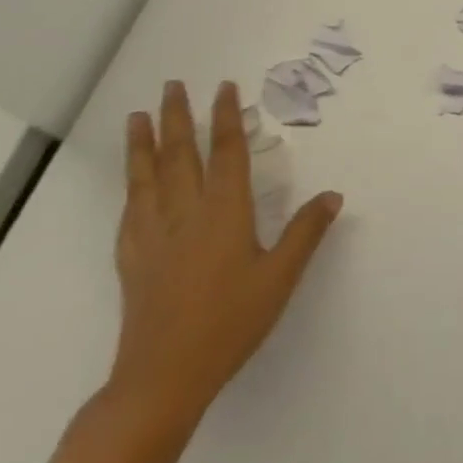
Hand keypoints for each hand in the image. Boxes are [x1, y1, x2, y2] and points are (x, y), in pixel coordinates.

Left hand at [109, 81, 342, 428]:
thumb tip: (332, 194)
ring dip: (143, 143)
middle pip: (179, 154)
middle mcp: (185, 213)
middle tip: (173, 85)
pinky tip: (131, 183)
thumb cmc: (230, 323)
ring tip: (137, 116)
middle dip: (176, 117)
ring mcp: (153, 235)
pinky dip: (130, 186)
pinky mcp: (132, 259)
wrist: (163, 377)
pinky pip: (130, 209)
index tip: (225, 88)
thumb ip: (305, 232)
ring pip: (147, 177)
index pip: (225, 153)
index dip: (225, 117)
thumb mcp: (280, 277)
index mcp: (224, 212)